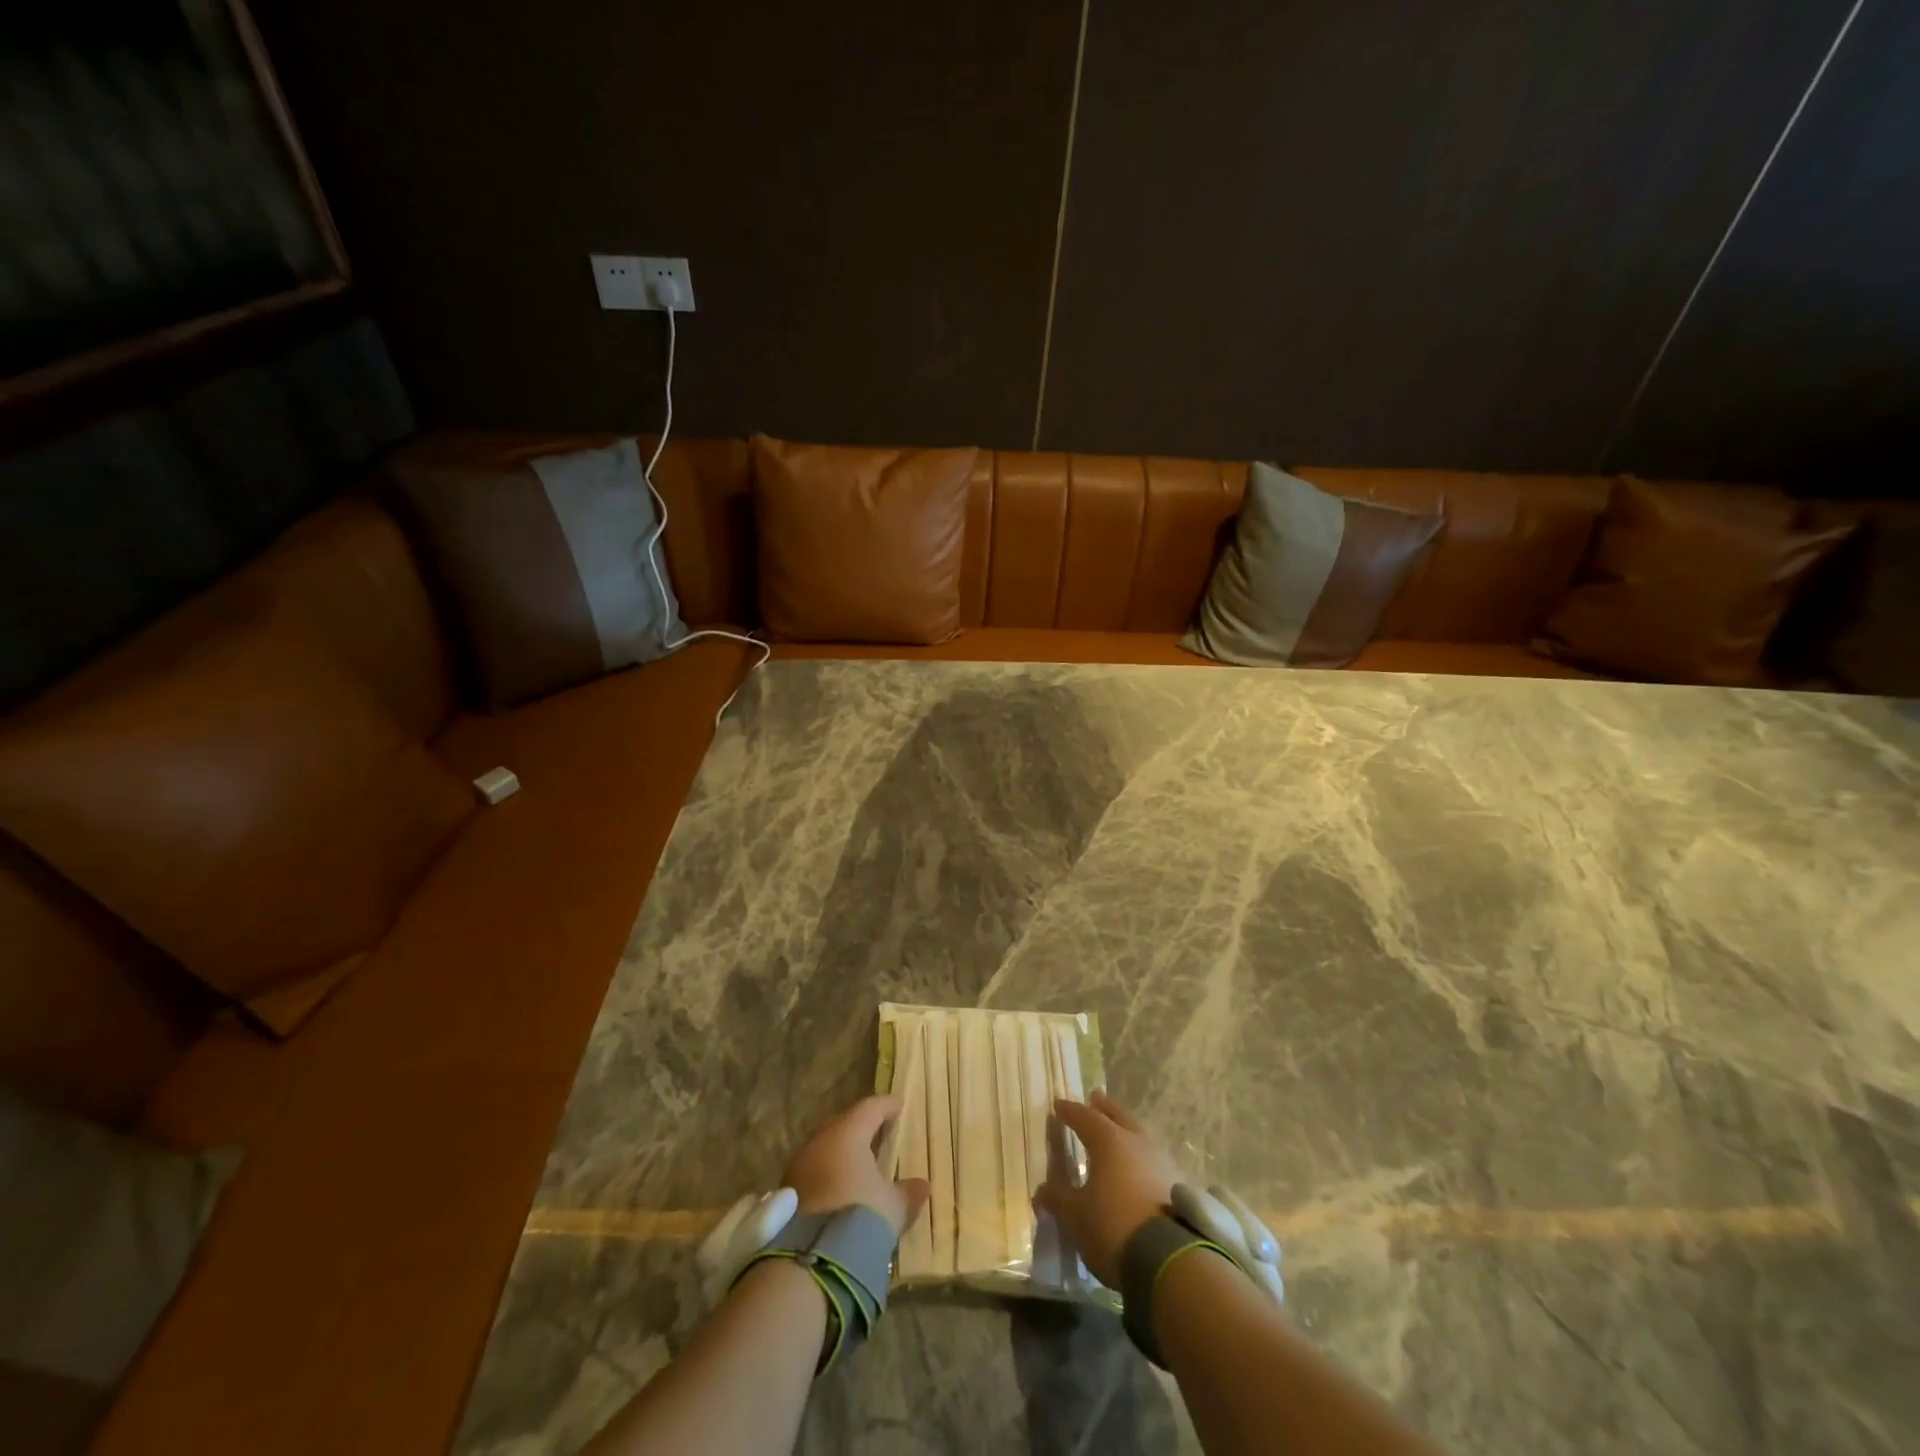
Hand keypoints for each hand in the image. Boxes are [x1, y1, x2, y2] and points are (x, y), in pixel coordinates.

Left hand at [783, 1094, 930, 1238]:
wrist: (811, 1259)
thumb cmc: (859, 1216)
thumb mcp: (892, 1207)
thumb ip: (907, 1193)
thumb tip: (922, 1185)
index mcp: (848, 1134)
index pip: (869, 1108)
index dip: (886, 1105)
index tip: (899, 1105)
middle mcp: (820, 1141)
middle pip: (843, 1123)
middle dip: (860, 1125)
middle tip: (876, 1129)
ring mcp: (800, 1165)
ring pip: (824, 1147)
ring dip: (840, 1151)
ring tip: (856, 1162)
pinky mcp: (787, 1191)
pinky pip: (812, 1170)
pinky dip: (827, 1172)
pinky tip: (837, 1187)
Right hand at [1035, 1091, 1181, 1287]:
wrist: (1170, 1261)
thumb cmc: (1113, 1226)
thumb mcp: (1075, 1215)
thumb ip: (1058, 1198)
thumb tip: (1042, 1190)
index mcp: (1109, 1140)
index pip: (1085, 1117)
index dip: (1070, 1111)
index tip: (1058, 1105)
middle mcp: (1138, 1142)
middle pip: (1119, 1116)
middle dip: (1105, 1108)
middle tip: (1095, 1098)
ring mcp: (1162, 1162)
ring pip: (1141, 1135)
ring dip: (1127, 1130)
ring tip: (1119, 1133)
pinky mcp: (1179, 1186)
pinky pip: (1154, 1160)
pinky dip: (1142, 1157)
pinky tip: (1139, 1168)